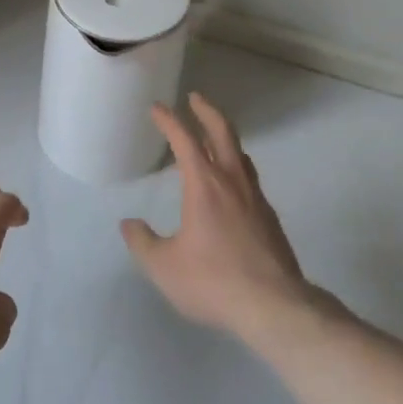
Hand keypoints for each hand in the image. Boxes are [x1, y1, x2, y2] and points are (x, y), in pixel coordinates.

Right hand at [121, 93, 312, 343]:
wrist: (274, 305)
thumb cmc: (213, 281)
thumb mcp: (164, 267)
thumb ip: (143, 243)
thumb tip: (129, 224)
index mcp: (204, 185)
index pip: (185, 140)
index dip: (170, 120)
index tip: (157, 108)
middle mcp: (232, 181)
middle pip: (222, 132)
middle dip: (206, 111)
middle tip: (194, 98)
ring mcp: (255, 197)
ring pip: (240, 153)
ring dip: (224, 136)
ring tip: (213, 136)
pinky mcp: (269, 216)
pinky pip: (249, 177)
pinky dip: (235, 165)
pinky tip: (231, 183)